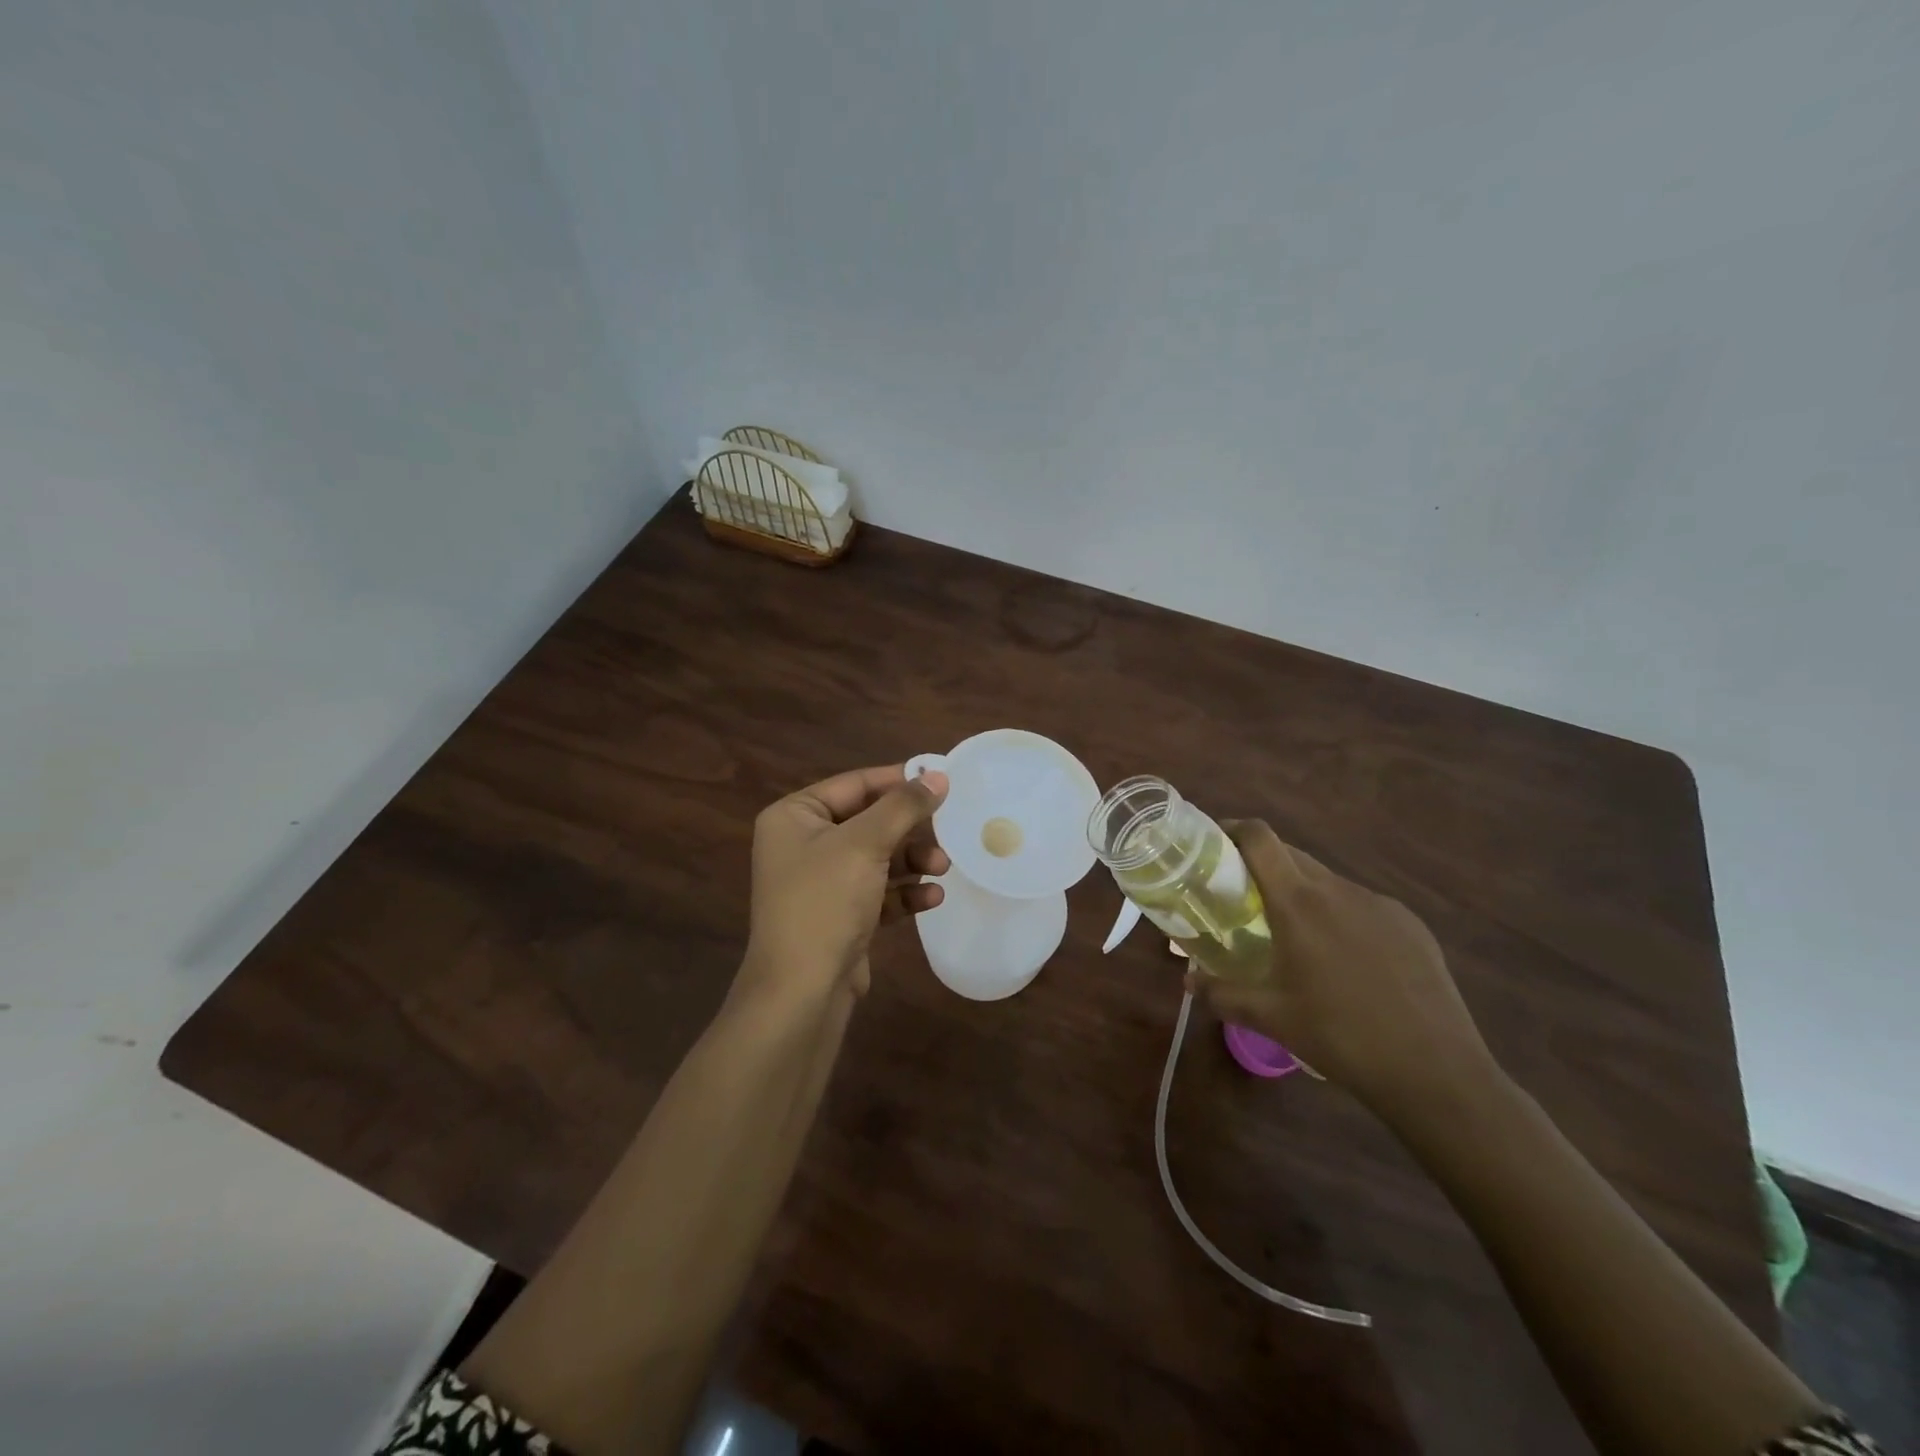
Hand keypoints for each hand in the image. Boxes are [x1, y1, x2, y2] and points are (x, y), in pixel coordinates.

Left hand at [740, 764, 950, 1003]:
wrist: (802, 991)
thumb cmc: (825, 901)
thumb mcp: (865, 844)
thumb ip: (903, 806)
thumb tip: (938, 775)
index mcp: (794, 817)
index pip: (853, 784)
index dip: (897, 780)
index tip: (940, 779)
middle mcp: (803, 844)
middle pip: (868, 821)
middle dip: (909, 829)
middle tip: (948, 827)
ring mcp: (821, 882)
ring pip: (877, 858)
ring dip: (912, 861)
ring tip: (943, 867)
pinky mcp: (840, 915)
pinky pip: (878, 892)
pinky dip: (904, 892)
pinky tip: (931, 898)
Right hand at [1189, 820, 1492, 1111]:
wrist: (1436, 1072)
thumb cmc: (1340, 1037)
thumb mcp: (1271, 1018)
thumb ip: (1222, 994)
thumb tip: (1189, 981)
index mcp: (1298, 903)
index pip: (1260, 839)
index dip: (1234, 829)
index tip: (1214, 842)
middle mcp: (1338, 890)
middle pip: (1291, 855)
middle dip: (1263, 865)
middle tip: (1243, 896)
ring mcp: (1380, 904)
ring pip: (1327, 882)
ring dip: (1303, 893)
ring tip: (1296, 936)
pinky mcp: (1411, 924)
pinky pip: (1362, 905)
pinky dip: (1341, 916)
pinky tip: (1347, 960)